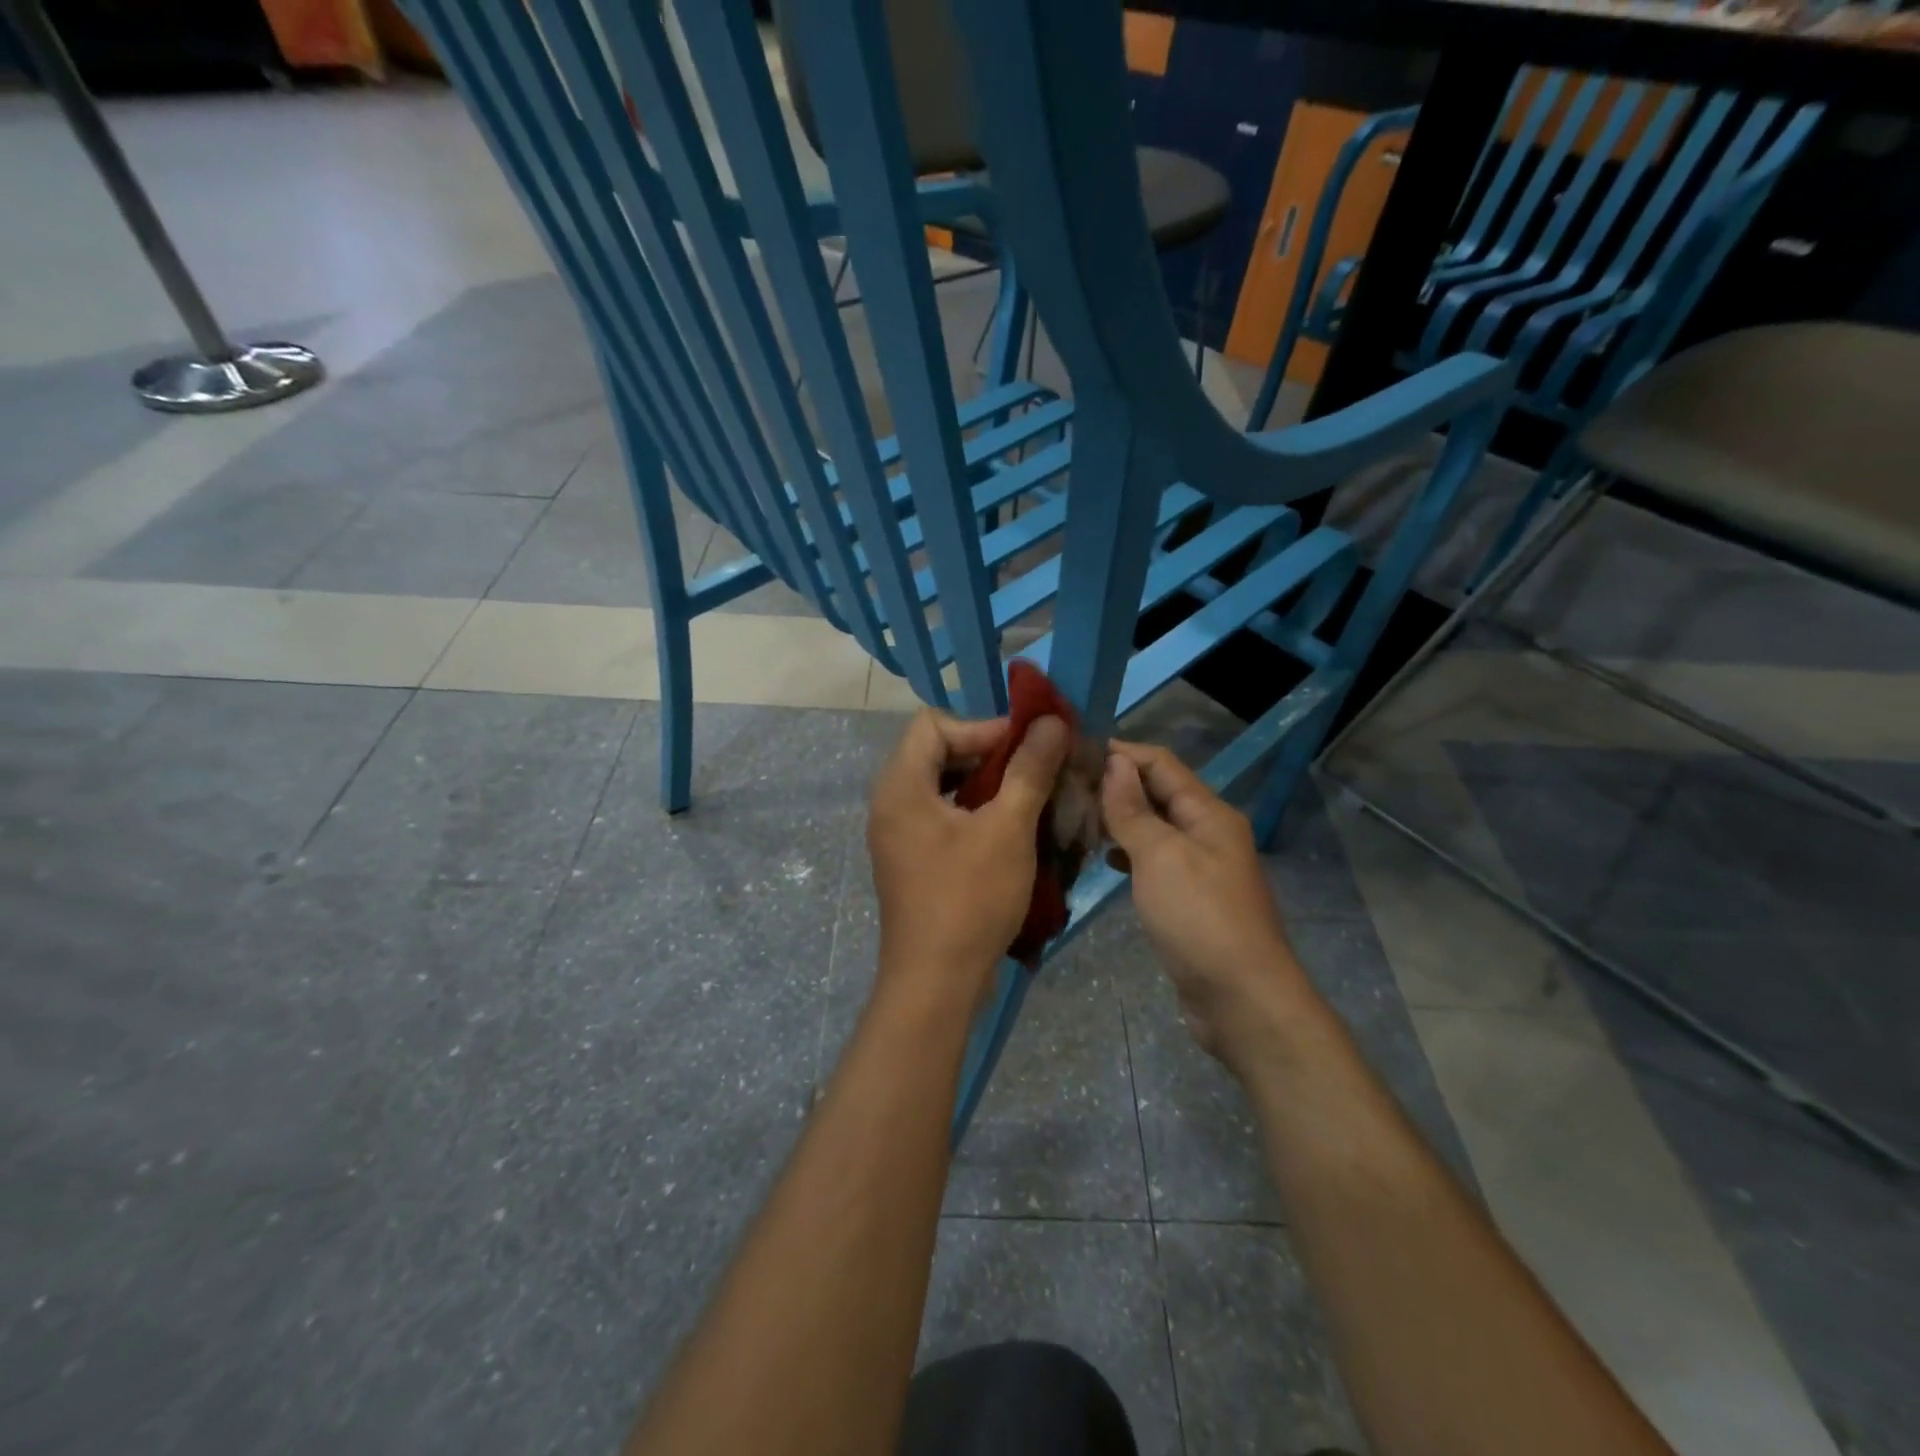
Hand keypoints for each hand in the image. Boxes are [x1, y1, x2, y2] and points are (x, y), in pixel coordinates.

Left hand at [867, 709, 1069, 1014]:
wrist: (936, 983)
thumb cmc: (970, 899)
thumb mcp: (1008, 829)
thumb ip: (1029, 769)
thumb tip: (1051, 721)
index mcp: (901, 786)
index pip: (933, 724)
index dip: (982, 727)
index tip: (1026, 747)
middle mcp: (890, 803)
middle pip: (935, 752)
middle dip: (987, 754)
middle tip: (1032, 770)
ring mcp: (897, 834)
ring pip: (941, 786)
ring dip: (984, 785)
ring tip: (1026, 798)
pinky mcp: (910, 860)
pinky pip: (940, 816)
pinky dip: (973, 813)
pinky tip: (1008, 831)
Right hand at [1101, 741, 1310, 1066]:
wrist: (1241, 999)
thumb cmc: (1200, 918)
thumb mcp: (1161, 856)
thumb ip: (1133, 810)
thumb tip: (1114, 763)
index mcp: (1208, 813)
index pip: (1161, 763)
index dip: (1120, 752)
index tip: (1074, 750)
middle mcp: (1208, 832)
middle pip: (1158, 793)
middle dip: (1115, 784)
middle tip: (1064, 786)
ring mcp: (1201, 867)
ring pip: (1154, 827)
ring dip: (1119, 818)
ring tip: (1075, 817)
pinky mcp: (1190, 898)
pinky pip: (1155, 860)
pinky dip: (1128, 853)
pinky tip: (1103, 859)